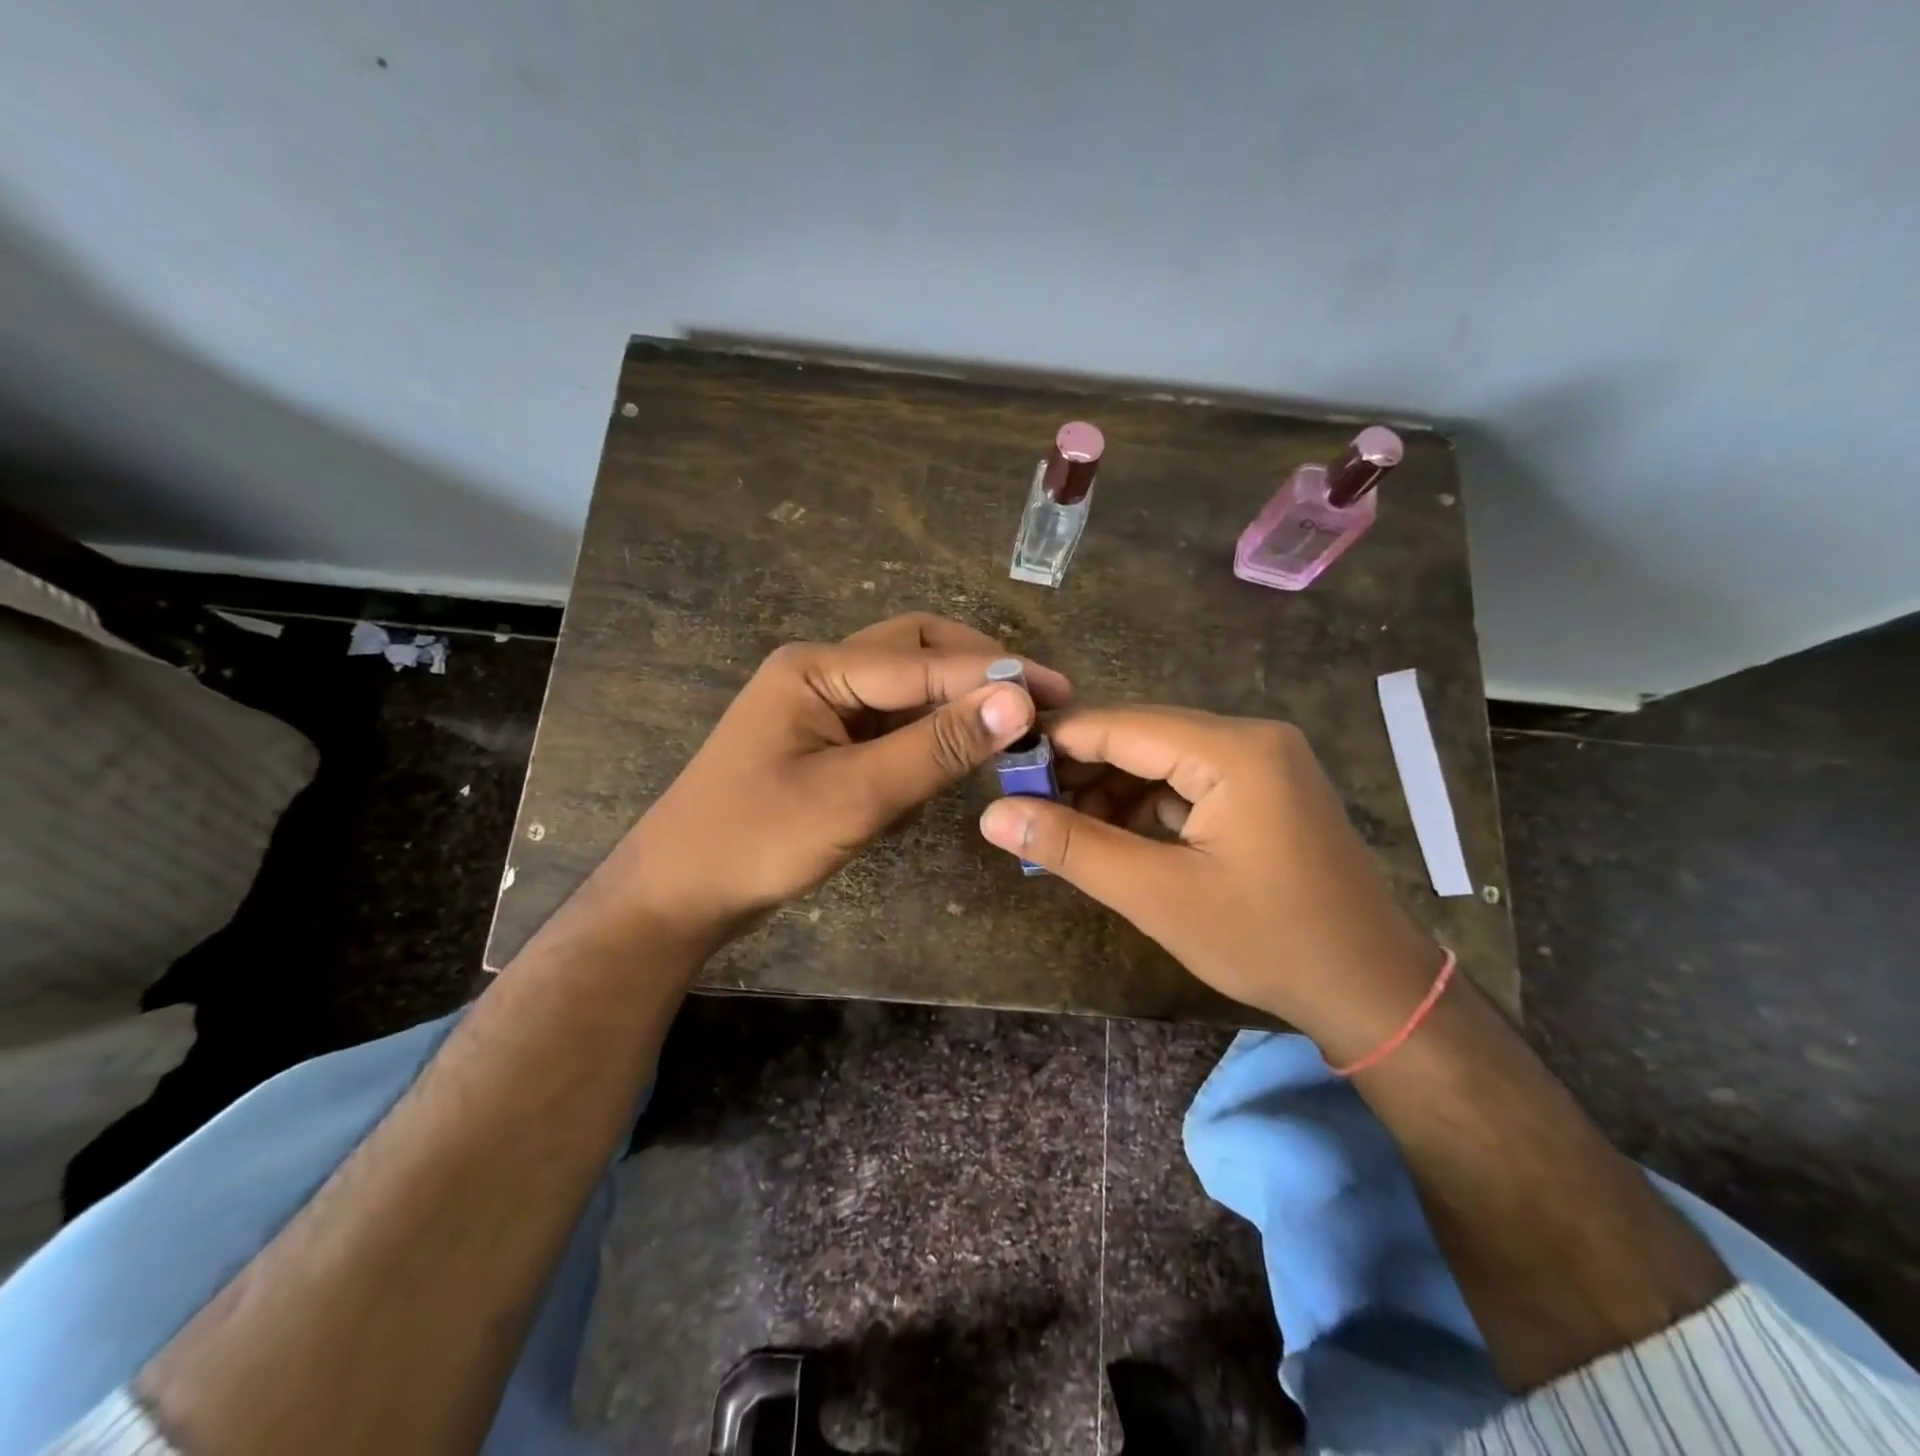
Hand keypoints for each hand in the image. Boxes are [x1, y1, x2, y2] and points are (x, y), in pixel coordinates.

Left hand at [603, 614, 1069, 951]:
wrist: (679, 895)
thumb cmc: (758, 840)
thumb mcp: (855, 795)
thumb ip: (937, 747)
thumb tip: (1017, 701)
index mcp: (817, 666)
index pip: (925, 661)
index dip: (995, 677)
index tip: (1059, 693)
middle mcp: (820, 671)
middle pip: (916, 651)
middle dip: (977, 672)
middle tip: (1037, 701)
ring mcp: (821, 706)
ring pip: (905, 688)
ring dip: (955, 702)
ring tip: (1010, 727)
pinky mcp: (825, 742)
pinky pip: (889, 724)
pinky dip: (927, 734)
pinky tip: (956, 755)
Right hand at [978, 706, 1441, 1059]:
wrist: (1372, 989)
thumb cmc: (1268, 941)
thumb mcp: (1158, 896)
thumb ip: (1073, 848)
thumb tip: (994, 815)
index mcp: (1233, 750)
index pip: (1120, 725)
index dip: (1056, 743)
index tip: (1003, 769)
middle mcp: (1251, 737)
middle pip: (1141, 736)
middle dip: (1081, 770)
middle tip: (1027, 807)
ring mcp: (1264, 761)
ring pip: (1162, 759)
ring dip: (1111, 790)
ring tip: (1065, 830)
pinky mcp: (1265, 788)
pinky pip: (1188, 780)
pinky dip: (1147, 805)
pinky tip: (1116, 836)